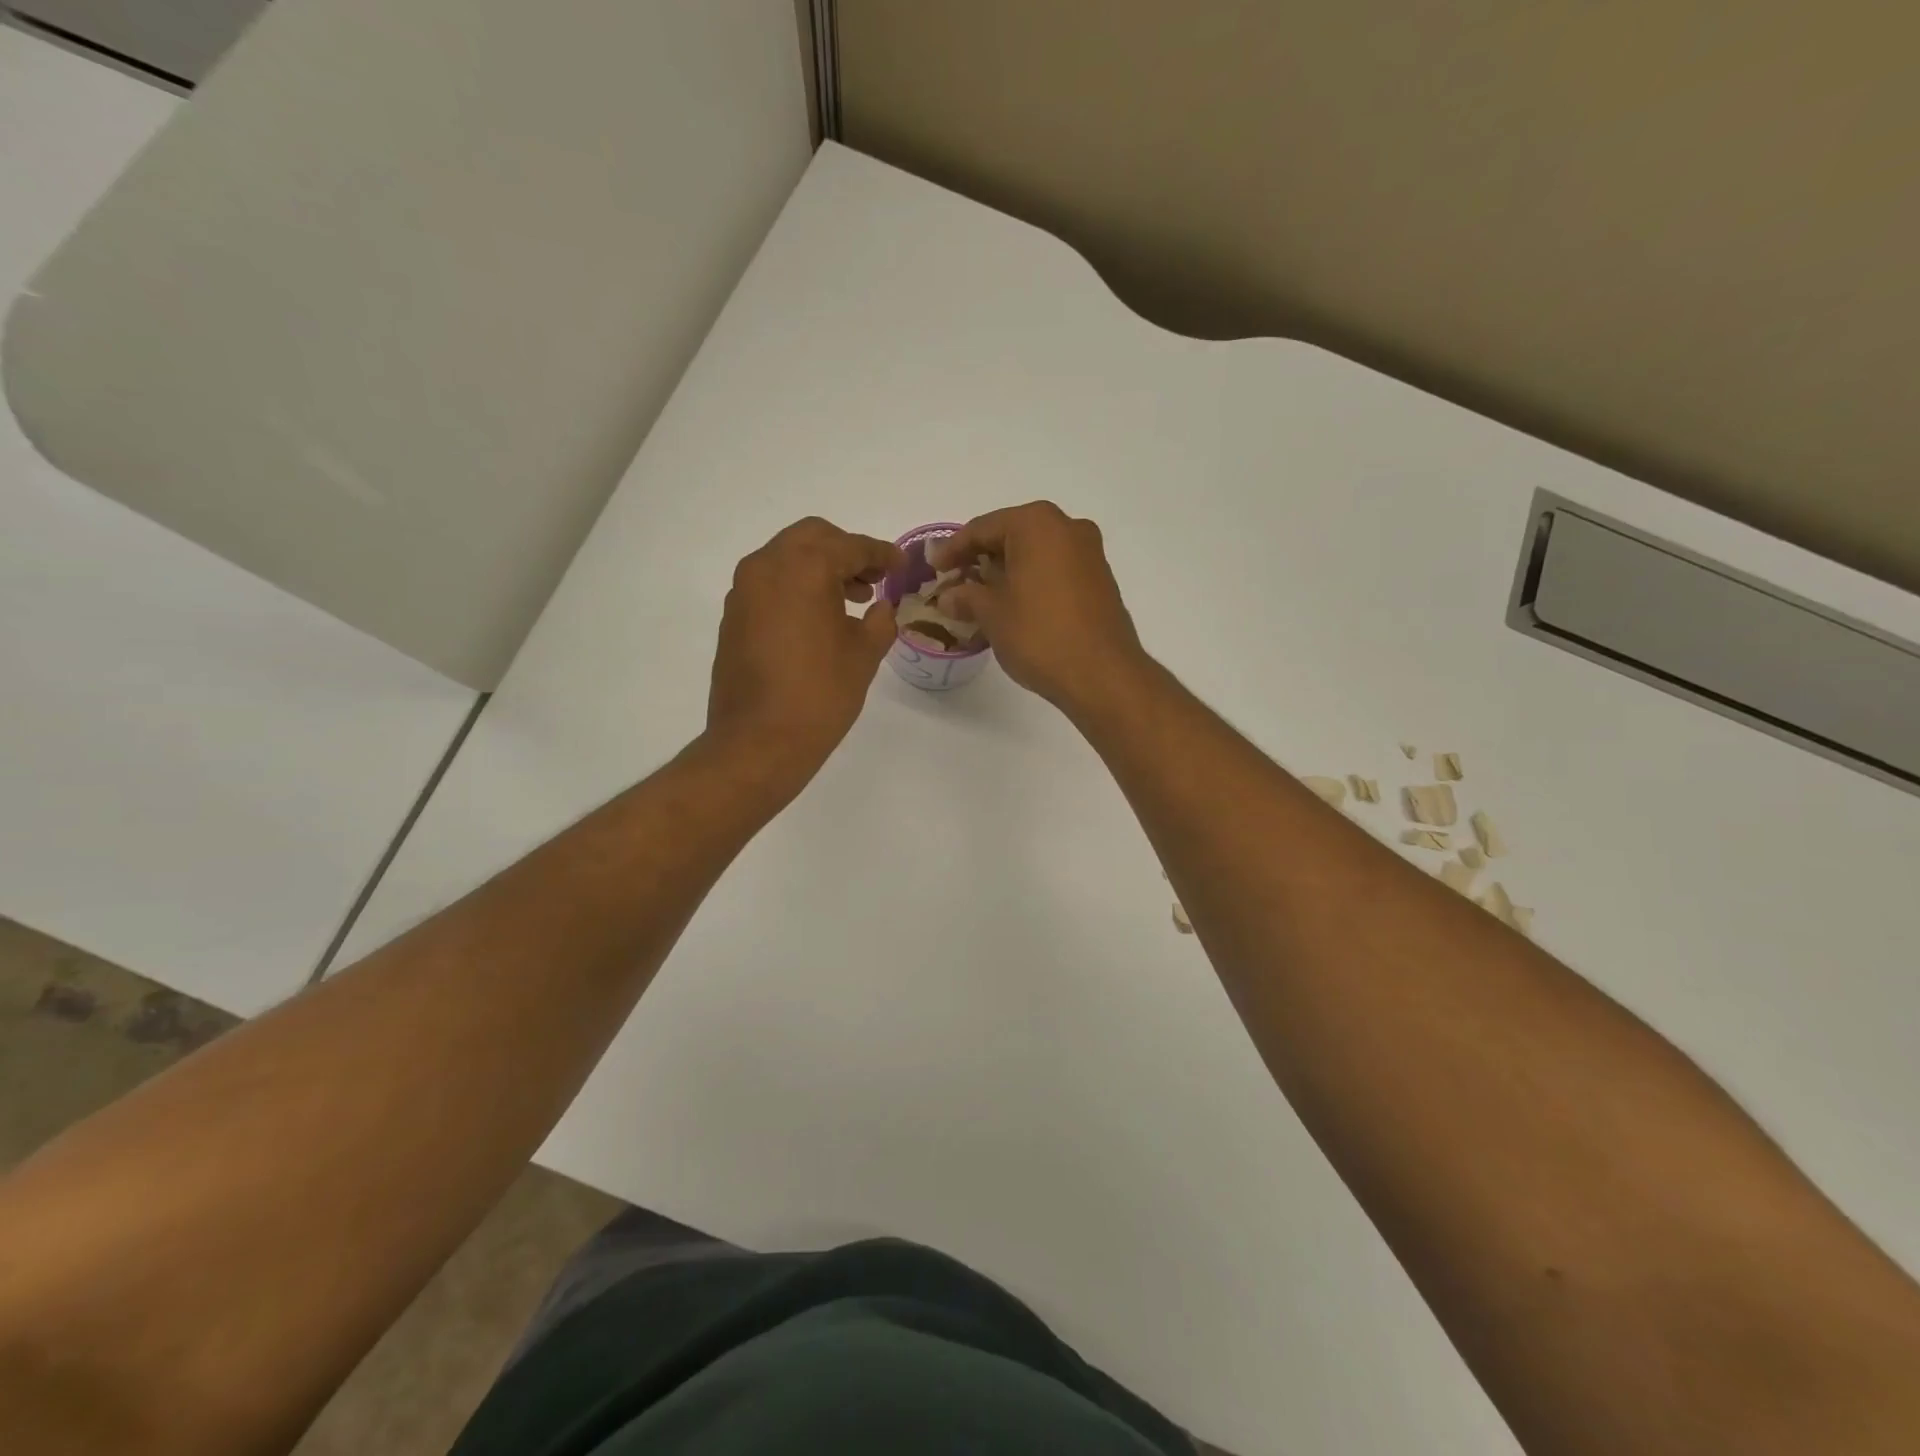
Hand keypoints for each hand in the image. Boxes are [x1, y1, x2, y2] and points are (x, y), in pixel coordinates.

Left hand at [708, 518, 904, 786]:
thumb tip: (881, 608)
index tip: (902, 565)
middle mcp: (767, 567)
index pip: (851, 547)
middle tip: (874, 579)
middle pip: (813, 538)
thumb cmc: (820, 695)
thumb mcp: (864, 655)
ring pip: (787, 558)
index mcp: (805, 568)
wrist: (758, 742)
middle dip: (846, 552)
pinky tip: (817, 620)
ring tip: (850, 601)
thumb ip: (880, 621)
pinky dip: (796, 587)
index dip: (882, 554)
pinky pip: (770, 584)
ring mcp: (744, 591)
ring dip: (819, 568)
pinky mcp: (733, 616)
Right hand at [929, 502, 1148, 715]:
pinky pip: (1055, 570)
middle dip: (981, 558)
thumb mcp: (992, 614)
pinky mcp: (1100, 580)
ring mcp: (1089, 553)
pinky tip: (1014, 606)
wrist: (1102, 674)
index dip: (953, 549)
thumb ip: (966, 597)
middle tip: (955, 581)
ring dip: (1007, 572)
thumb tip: (949, 596)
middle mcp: (1068, 528)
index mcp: (1037, 524)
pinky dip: (1031, 582)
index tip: (934, 568)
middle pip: (1012, 535)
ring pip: (1035, 554)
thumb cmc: (1040, 635)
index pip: (983, 528)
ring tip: (980, 597)